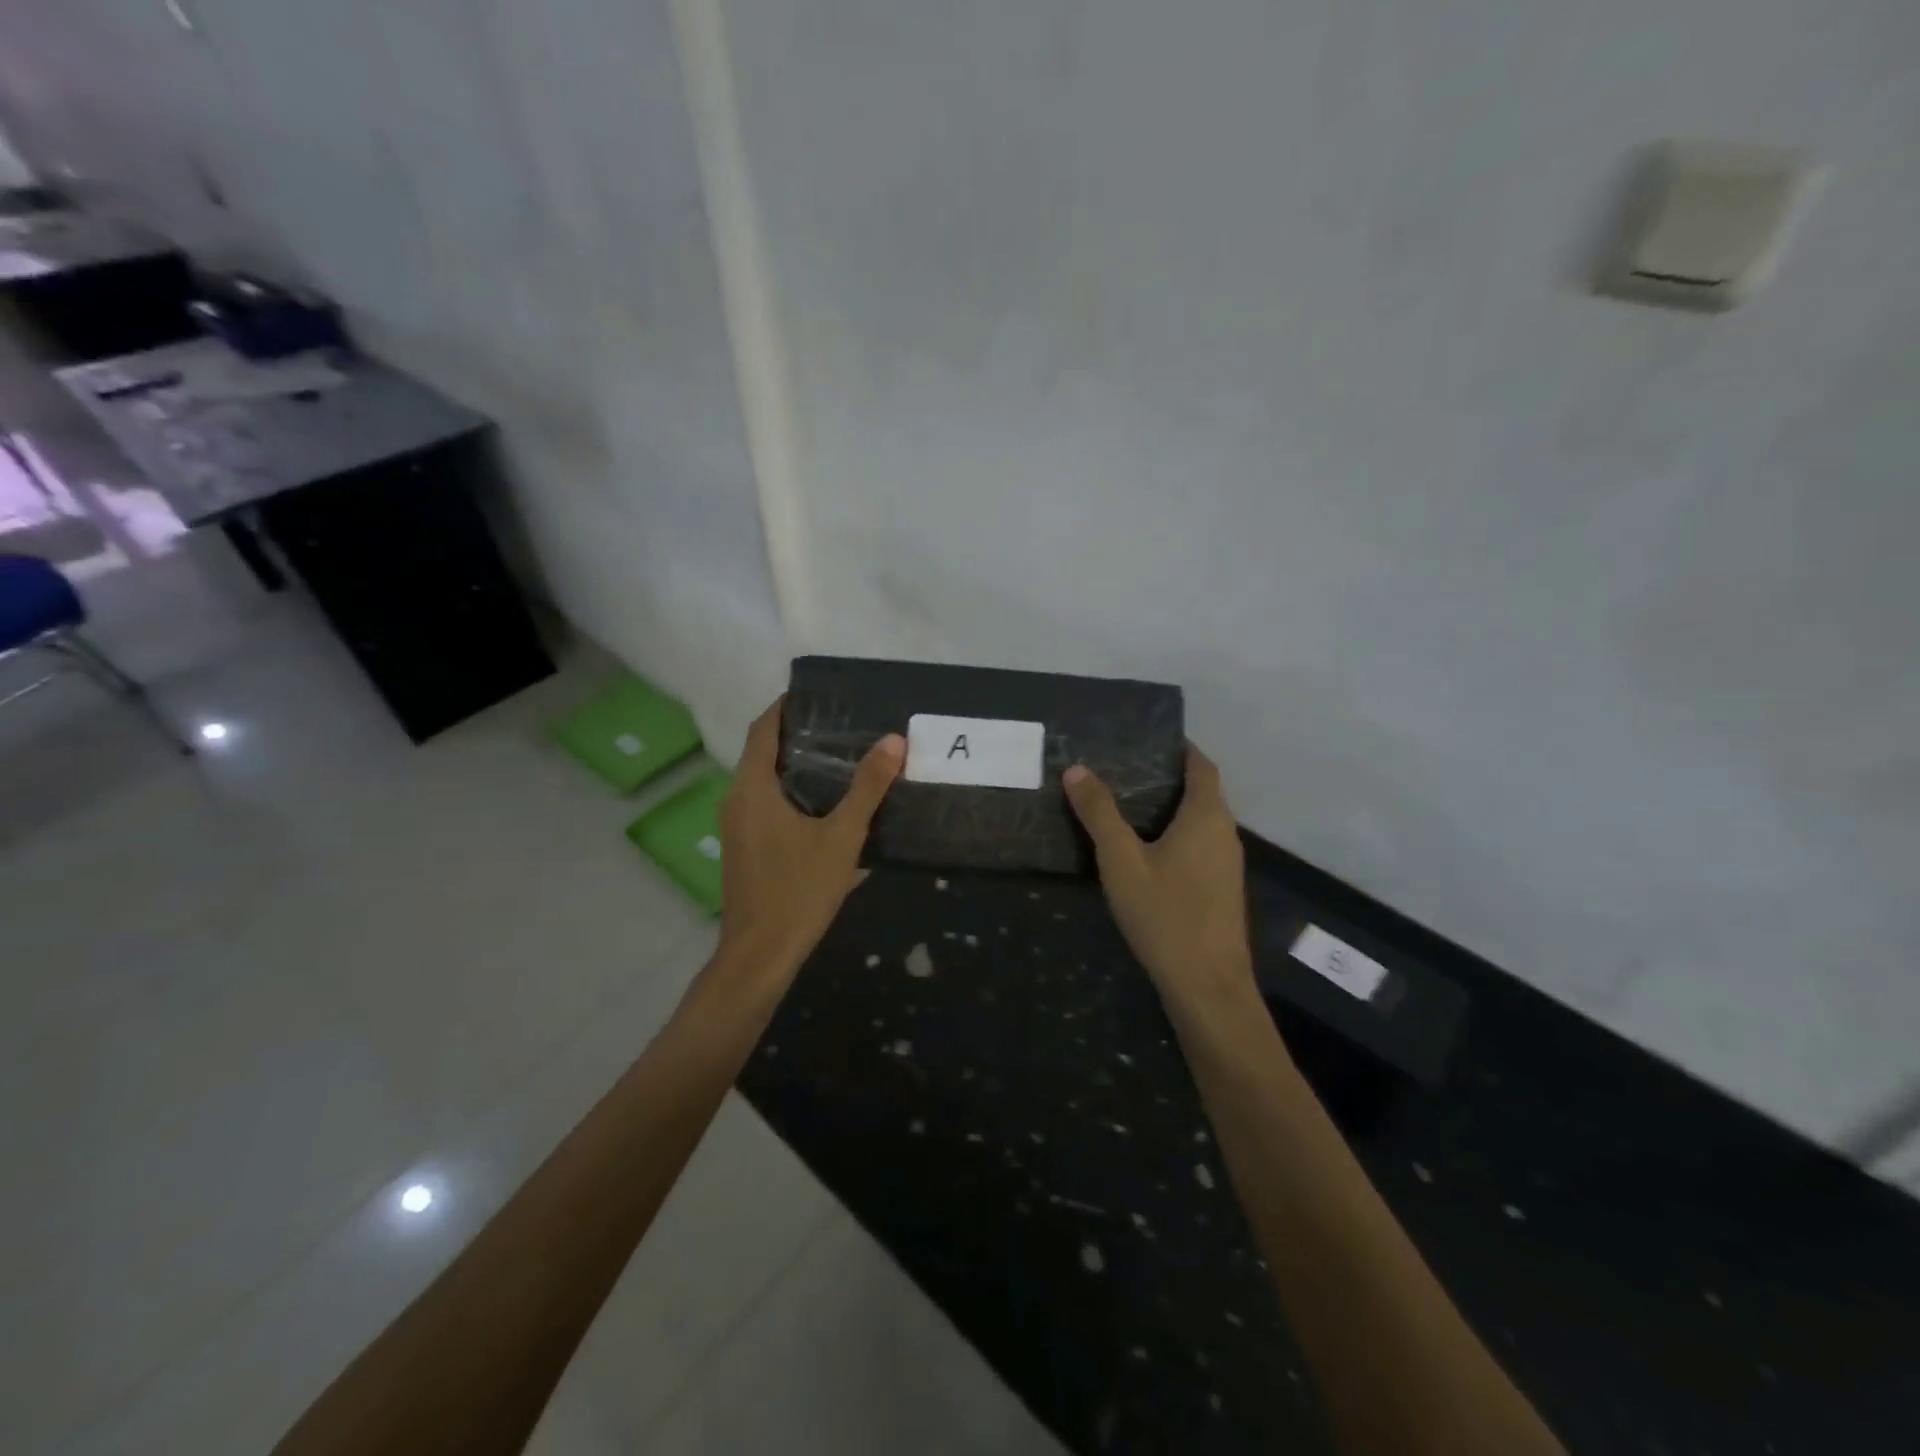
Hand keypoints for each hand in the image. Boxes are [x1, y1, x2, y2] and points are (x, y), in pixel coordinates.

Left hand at [717, 699, 904, 977]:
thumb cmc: (799, 890)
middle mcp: (736, 799)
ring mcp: (736, 825)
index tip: (819, 696)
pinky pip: (764, 803)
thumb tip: (893, 740)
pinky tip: (824, 804)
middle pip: (762, 752)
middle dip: (797, 735)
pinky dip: (790, 790)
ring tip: (840, 757)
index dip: (786, 707)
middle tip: (841, 725)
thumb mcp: (842, 837)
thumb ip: (867, 788)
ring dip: (794, 765)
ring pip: (763, 780)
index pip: (763, 729)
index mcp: (752, 788)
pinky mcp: (743, 847)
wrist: (760, 954)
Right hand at [1063, 745, 1254, 1003]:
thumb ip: (1099, 813)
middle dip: (1168, 777)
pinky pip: (1199, 845)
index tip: (1148, 738)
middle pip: (1202, 791)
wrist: (1207, 986)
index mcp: (1207, 816)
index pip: (1201, 765)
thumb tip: (1077, 769)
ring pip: (1200, 821)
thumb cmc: (1165, 914)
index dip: (1180, 748)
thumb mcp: (1121, 860)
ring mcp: (1227, 864)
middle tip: (1124, 769)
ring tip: (1127, 804)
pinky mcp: (1221, 889)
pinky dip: (1176, 834)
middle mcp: (1225, 833)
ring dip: (1171, 808)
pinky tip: (1145, 849)